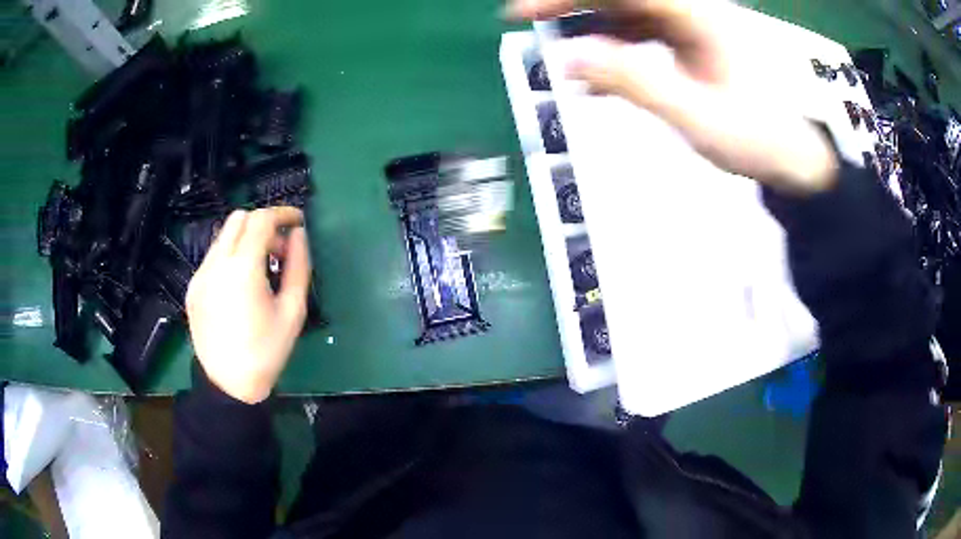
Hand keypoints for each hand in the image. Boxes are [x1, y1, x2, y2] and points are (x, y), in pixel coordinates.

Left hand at [186, 207, 311, 403]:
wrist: (229, 385)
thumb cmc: (266, 351)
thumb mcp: (292, 311)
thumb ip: (298, 266)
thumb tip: (298, 235)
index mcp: (242, 269)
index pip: (261, 220)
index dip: (283, 213)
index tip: (298, 221)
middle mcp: (216, 264)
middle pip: (239, 219)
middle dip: (263, 224)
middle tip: (280, 249)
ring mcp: (200, 275)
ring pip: (223, 236)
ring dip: (246, 240)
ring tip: (261, 270)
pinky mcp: (193, 288)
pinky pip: (213, 257)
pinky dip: (231, 257)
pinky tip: (240, 286)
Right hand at [506, 0, 837, 194]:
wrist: (803, 160)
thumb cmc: (761, 139)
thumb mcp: (696, 115)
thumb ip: (634, 82)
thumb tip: (569, 58)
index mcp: (698, 15)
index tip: (522, 12)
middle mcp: (694, 11)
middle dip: (572, 7)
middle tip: (530, 25)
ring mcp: (695, 28)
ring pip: (631, 14)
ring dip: (594, 32)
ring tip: (568, 65)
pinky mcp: (696, 47)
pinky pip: (647, 37)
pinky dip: (619, 53)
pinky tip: (602, 81)